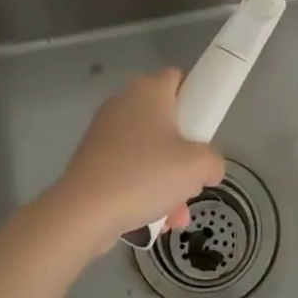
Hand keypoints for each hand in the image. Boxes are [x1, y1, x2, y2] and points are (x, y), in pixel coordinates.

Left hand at [47, 69, 225, 251]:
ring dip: (166, 179)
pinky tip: (154, 220)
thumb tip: (209, 167)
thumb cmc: (146, 175)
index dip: (195, 100)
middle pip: (165, 120)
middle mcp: (124, 102)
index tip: (204, 130)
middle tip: (192, 177)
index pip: (178, 78)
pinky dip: (142, 188)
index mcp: (149, 90)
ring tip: (175, 213)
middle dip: (183, 152)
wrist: (85, 211)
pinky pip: (128, 167)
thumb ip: (213, 161)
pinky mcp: (92, 158)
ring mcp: (105, 130)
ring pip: (148, 150)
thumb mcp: (197, 167)